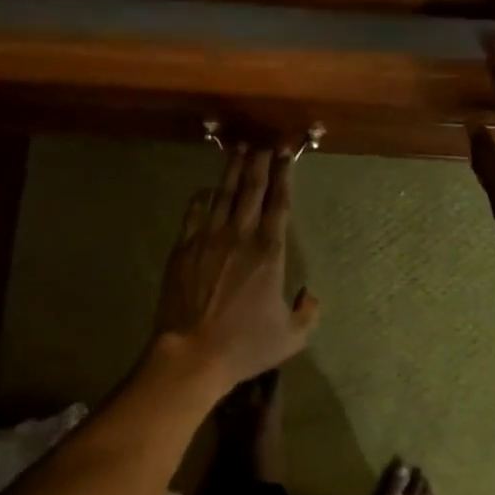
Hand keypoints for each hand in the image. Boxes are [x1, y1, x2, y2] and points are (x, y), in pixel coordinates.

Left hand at [153, 146, 320, 388]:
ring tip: (239, 150)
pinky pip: (194, 213)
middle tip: (265, 141)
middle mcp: (240, 236)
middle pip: (251, 189)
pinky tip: (206, 190)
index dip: (284, 175)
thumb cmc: (244, 345)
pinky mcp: (183, 248)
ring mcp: (208, 239)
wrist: (191, 353)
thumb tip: (311, 296)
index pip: (279, 204)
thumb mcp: (290, 338)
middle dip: (260, 162)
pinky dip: (202, 198)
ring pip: (223, 194)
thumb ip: (307, 314)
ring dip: (233, 170)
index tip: (286, 154)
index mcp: (269, 252)